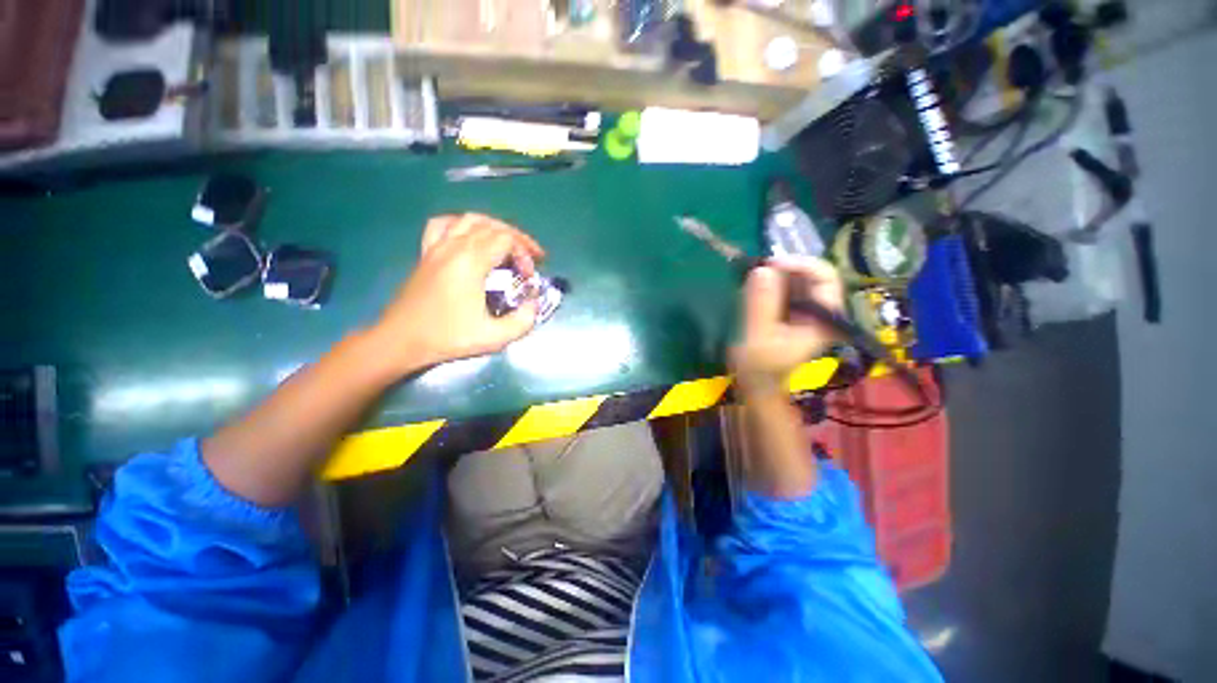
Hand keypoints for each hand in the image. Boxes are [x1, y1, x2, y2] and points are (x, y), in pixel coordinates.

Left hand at [368, 213, 546, 374]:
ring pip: (470, 219)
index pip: (506, 239)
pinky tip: (469, 237)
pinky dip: (462, 225)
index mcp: (470, 261)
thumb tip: (533, 304)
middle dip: (517, 240)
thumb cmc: (447, 337)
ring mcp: (436, 247)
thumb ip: (523, 321)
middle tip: (530, 258)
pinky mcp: (426, 253)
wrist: (401, 340)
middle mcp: (453, 246)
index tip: (528, 277)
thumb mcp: (493, 337)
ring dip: (494, 228)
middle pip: (492, 226)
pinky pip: (443, 224)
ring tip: (507, 244)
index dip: (525, 254)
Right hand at [730, 257, 844, 394]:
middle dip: (783, 269)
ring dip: (774, 275)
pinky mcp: (790, 313)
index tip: (771, 264)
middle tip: (756, 270)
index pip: (826, 277)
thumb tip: (763, 269)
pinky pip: (783, 289)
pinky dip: (768, 284)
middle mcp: (819, 310)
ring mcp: (804, 311)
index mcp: (823, 317)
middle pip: (810, 275)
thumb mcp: (758, 336)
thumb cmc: (759, 366)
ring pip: (796, 280)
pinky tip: (753, 289)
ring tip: (751, 280)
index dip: (801, 264)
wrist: (756, 385)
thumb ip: (761, 304)